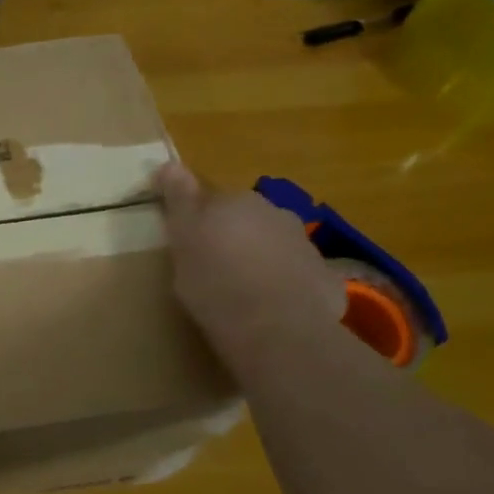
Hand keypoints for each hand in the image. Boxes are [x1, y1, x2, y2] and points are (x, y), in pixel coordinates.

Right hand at [153, 161, 345, 359]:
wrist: (274, 328)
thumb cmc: (214, 282)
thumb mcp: (182, 240)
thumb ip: (179, 201)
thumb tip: (168, 164)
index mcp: (235, 201)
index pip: (210, 200)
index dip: (197, 220)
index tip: (185, 243)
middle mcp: (273, 213)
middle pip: (245, 219)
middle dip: (231, 236)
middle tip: (210, 268)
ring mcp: (303, 243)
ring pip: (272, 245)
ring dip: (258, 258)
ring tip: (240, 291)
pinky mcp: (324, 276)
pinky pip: (294, 274)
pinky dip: (282, 283)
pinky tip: (269, 307)